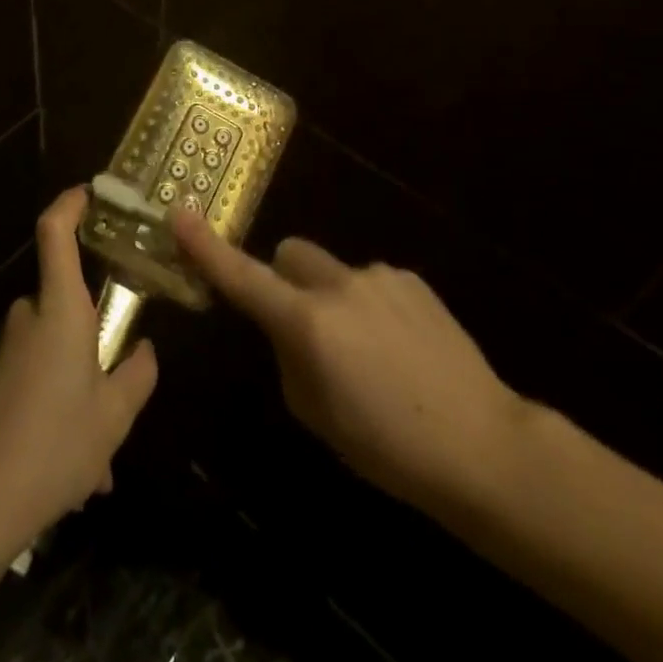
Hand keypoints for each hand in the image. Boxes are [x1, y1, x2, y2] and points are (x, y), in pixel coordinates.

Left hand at [0, 187, 158, 564]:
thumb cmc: (55, 446)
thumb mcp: (114, 416)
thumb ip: (137, 375)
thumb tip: (144, 350)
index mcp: (59, 310)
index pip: (55, 234)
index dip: (70, 204)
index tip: (89, 191)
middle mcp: (27, 318)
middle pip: (67, 307)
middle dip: (96, 347)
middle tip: (118, 399)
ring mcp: (4, 350)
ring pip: (55, 355)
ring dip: (78, 394)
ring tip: (96, 462)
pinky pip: (35, 382)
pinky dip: (55, 412)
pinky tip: (68, 472)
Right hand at [172, 211, 529, 513]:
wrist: (484, 446)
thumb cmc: (387, 447)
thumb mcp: (314, 412)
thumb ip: (287, 355)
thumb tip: (287, 329)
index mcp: (306, 322)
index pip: (242, 276)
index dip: (206, 247)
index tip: (179, 214)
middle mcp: (337, 285)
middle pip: (289, 254)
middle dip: (285, 279)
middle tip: (305, 327)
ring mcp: (378, 276)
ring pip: (332, 272)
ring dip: (333, 299)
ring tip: (372, 355)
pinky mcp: (411, 280)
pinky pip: (370, 282)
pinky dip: (370, 306)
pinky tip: (402, 350)